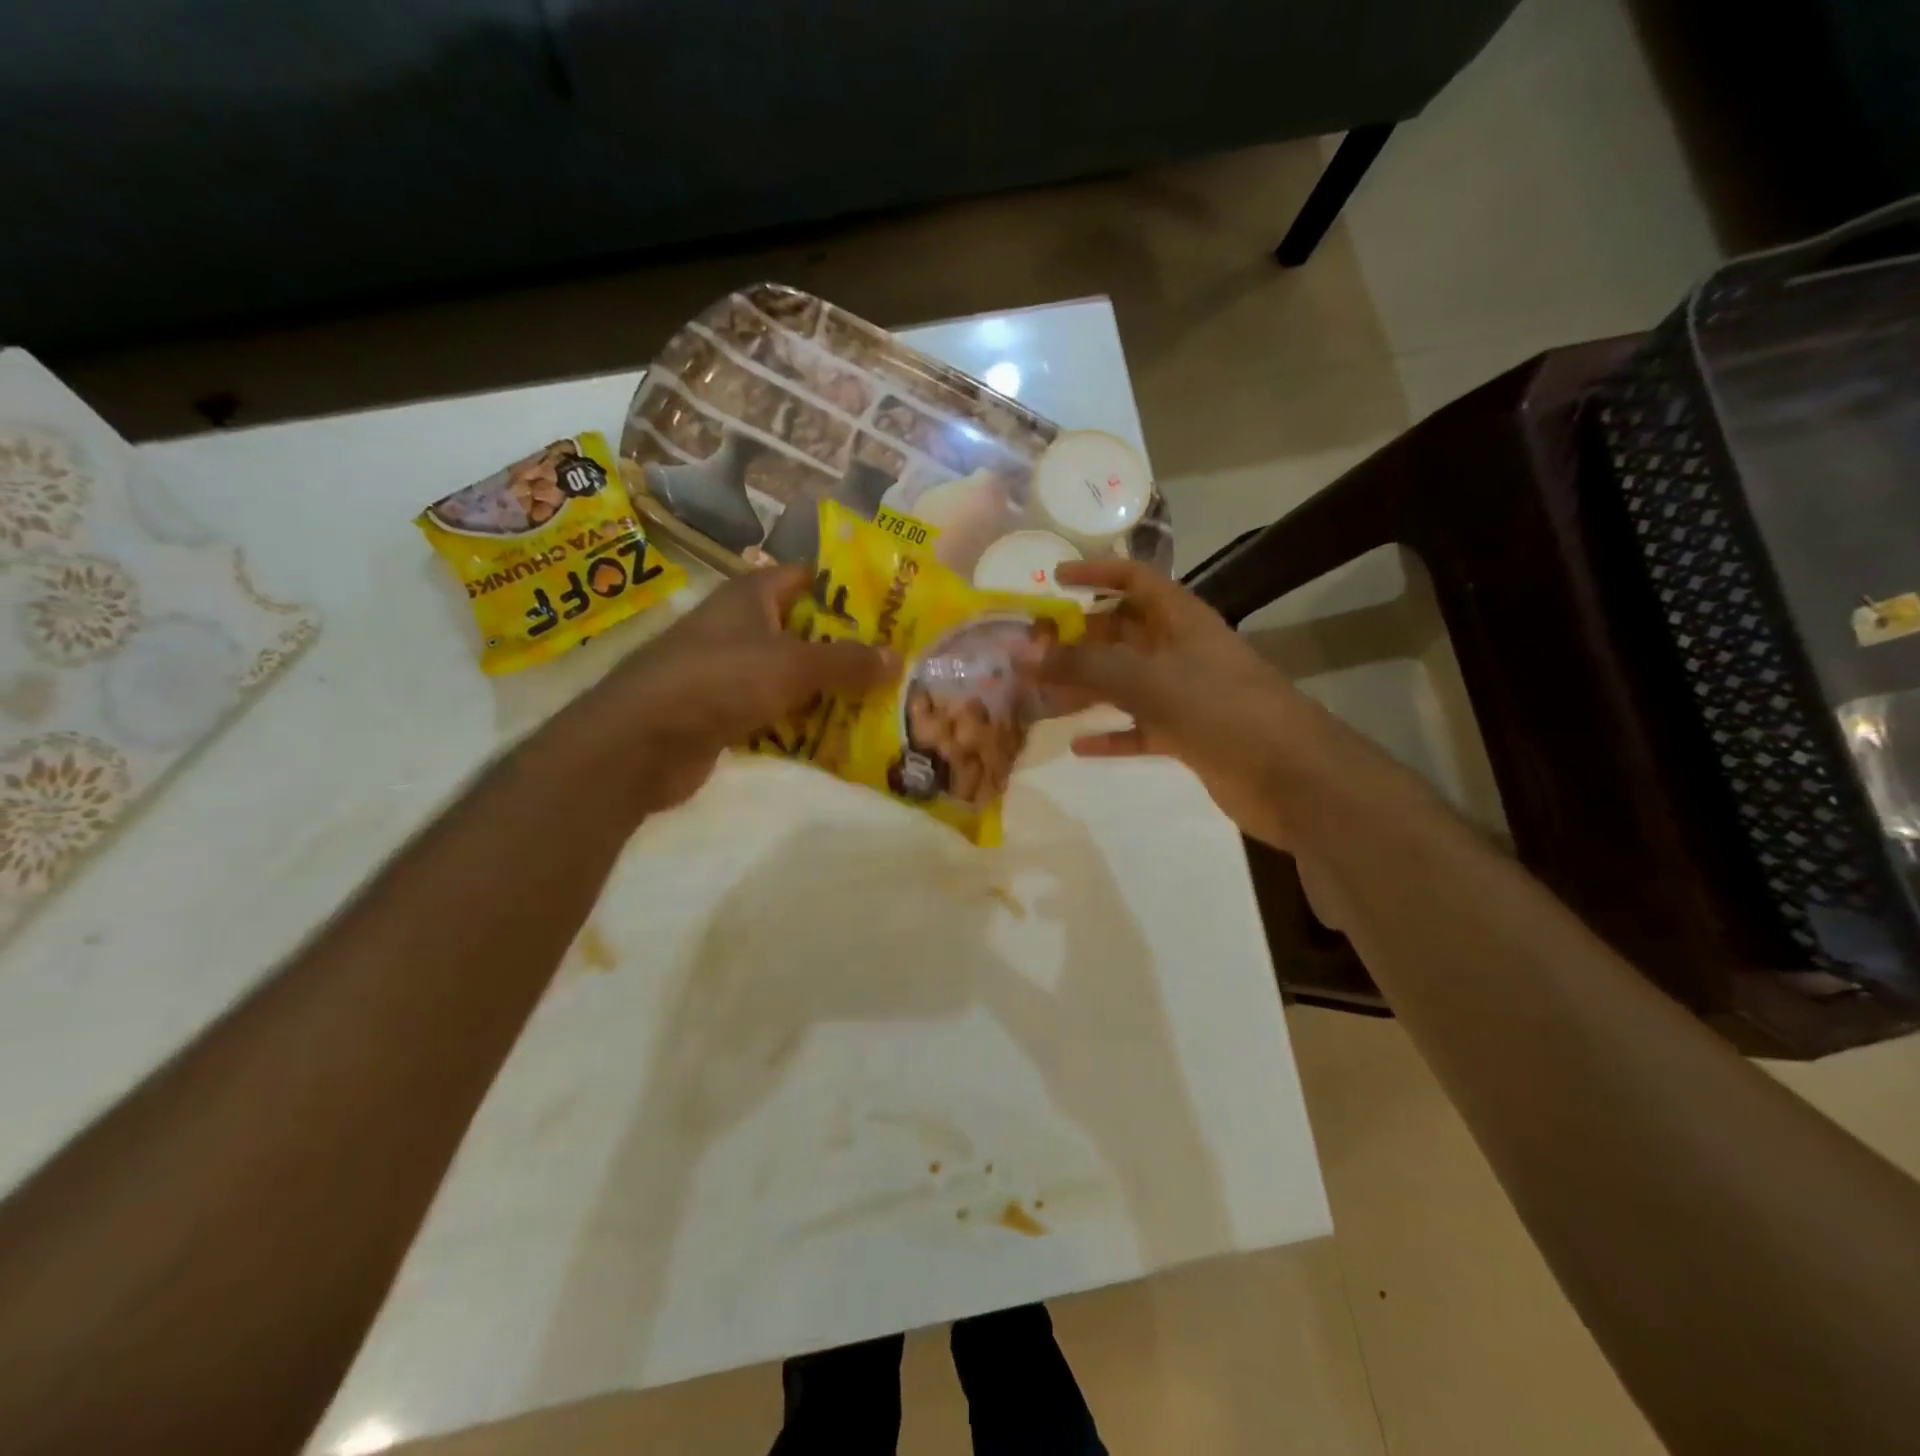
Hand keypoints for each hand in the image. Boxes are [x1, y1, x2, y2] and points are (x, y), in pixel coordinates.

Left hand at [567, 564, 893, 817]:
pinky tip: (840, 739)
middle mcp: (741, 627)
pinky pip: (777, 712)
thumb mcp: (792, 665)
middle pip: (806, 631)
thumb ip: (847, 662)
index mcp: (752, 596)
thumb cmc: (718, 681)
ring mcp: (731, 672)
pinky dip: (803, 723)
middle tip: (897, 665)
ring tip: (881, 703)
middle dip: (848, 649)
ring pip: (793, 676)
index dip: (848, 589)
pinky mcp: (725, 713)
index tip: (892, 609)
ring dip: (830, 691)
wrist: (641, 741)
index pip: (808, 578)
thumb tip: (897, 658)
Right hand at [1037, 559, 1362, 849]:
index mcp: (1181, 620)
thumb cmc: (1219, 708)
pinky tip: (1078, 745)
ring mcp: (1186, 696)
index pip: (1135, 580)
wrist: (1288, 775)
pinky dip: (1111, 734)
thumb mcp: (1146, 680)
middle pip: (1123, 634)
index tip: (1054, 579)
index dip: (1096, 574)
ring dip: (1087, 688)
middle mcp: (1181, 651)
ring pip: (1126, 684)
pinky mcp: (1188, 736)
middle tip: (1033, 651)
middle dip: (1079, 639)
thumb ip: (1082, 666)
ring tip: (1041, 697)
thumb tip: (1021, 653)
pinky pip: (1139, 729)